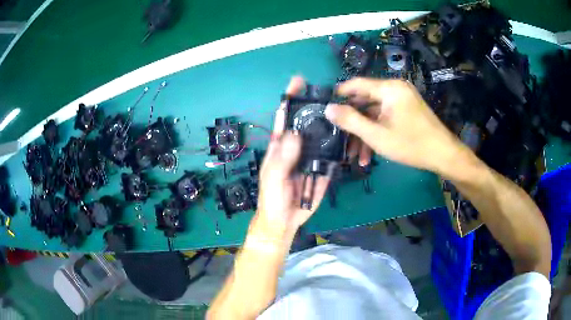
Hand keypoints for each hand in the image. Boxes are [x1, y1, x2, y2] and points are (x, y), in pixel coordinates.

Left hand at [254, 77, 329, 237]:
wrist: (286, 220)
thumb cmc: (272, 198)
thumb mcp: (272, 178)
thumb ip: (281, 159)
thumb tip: (294, 134)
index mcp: (280, 145)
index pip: (285, 117)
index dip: (290, 98)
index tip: (299, 81)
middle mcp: (297, 146)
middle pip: (307, 122)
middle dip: (317, 106)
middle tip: (332, 94)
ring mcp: (312, 156)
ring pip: (323, 135)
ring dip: (333, 123)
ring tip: (345, 110)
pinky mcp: (325, 168)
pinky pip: (334, 153)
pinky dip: (341, 144)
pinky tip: (350, 134)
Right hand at [325, 78, 462, 173]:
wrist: (444, 155)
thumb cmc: (411, 144)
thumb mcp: (377, 135)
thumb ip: (351, 121)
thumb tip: (328, 108)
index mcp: (389, 89)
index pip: (357, 84)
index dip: (339, 94)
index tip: (324, 106)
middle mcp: (395, 89)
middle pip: (365, 101)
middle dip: (353, 123)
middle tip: (339, 138)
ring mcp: (402, 100)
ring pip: (375, 113)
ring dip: (364, 133)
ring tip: (355, 156)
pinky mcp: (406, 111)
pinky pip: (386, 118)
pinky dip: (377, 133)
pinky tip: (370, 154)